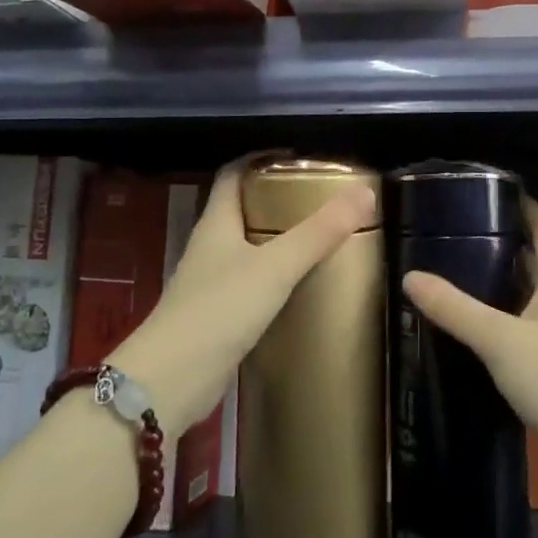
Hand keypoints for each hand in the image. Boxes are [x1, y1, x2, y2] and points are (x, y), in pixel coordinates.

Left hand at [107, 158, 374, 435]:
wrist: (172, 379)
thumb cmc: (219, 310)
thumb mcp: (275, 267)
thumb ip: (319, 232)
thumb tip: (364, 192)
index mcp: (216, 224)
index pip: (233, 174)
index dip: (261, 159)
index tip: (300, 158)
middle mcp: (211, 248)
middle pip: (243, 210)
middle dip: (279, 200)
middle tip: (323, 199)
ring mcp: (212, 283)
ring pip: (249, 249)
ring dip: (279, 240)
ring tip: (322, 238)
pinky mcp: (219, 316)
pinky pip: (252, 284)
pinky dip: (276, 278)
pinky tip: (302, 286)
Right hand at [402, 201, 537, 477]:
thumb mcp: (500, 340)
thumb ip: (456, 309)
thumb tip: (411, 277)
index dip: (525, 205)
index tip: (489, 193)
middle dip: (506, 243)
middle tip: (460, 235)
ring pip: (537, 294)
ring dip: (507, 283)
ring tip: (463, 276)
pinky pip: (536, 327)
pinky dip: (511, 319)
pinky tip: (484, 331)